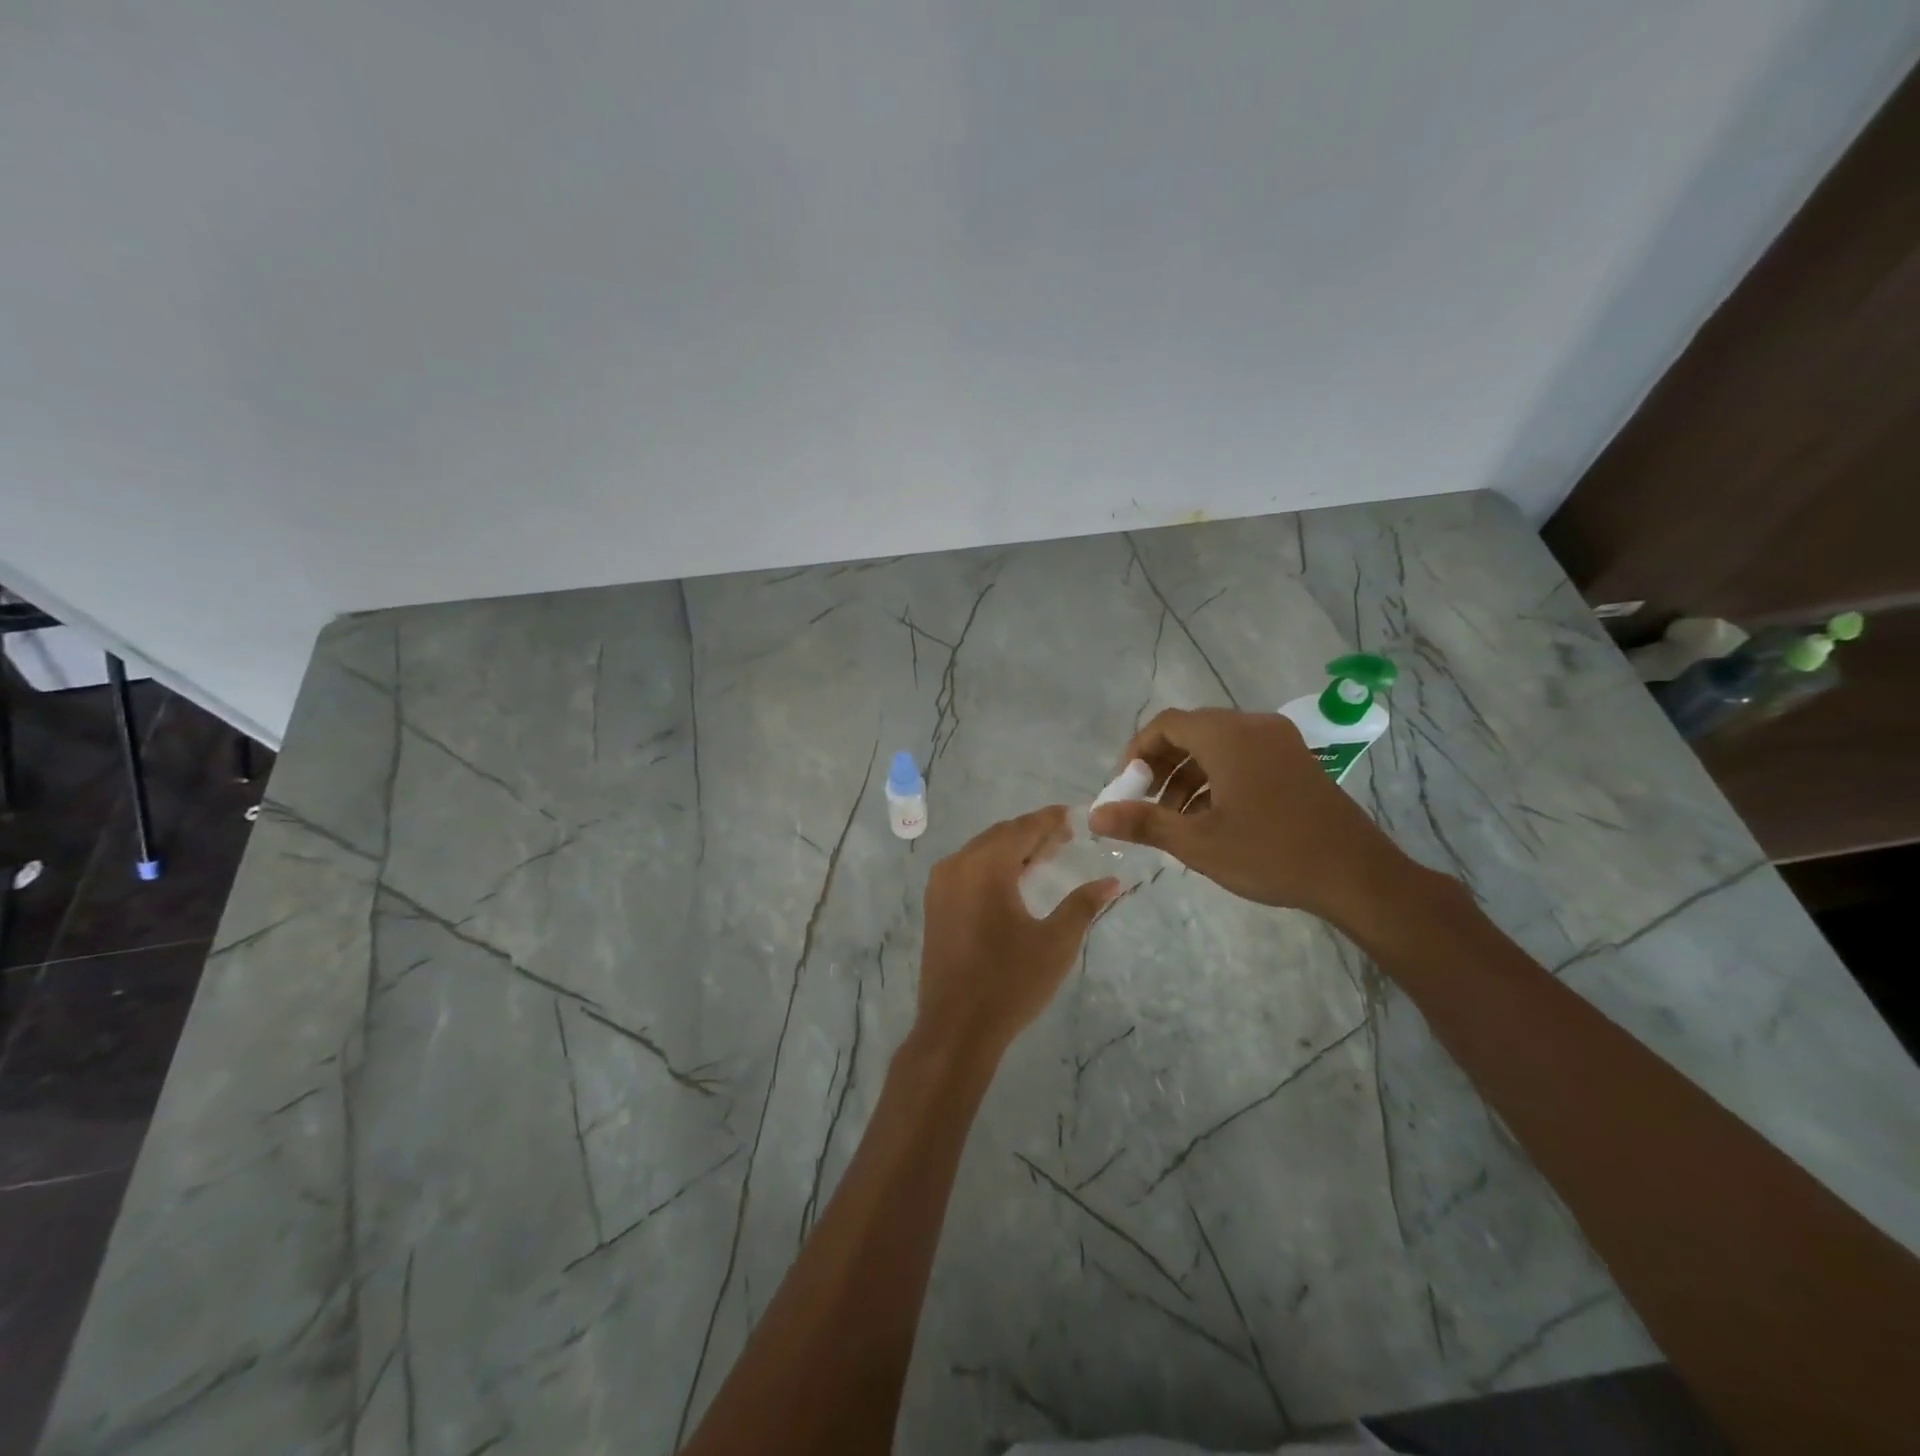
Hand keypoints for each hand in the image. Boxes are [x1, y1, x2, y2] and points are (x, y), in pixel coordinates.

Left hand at [918, 807, 1119, 1057]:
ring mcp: (940, 885)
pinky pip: (967, 869)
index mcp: (985, 866)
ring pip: (981, 851)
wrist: (956, 1028)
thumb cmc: (1010, 982)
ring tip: (1044, 858)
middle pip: (1000, 835)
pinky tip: (1014, 882)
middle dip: (1032, 833)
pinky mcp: (935, 905)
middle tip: (1065, 839)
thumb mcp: (1056, 943)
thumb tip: (1112, 881)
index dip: (1050, 820)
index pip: (1022, 828)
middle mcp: (957, 865)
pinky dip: (992, 866)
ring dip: (1012, 849)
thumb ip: (1083, 904)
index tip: (1075, 817)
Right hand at [1087, 707, 1418, 926]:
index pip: (1166, 724)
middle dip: (1161, 765)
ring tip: (1174, 818)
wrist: (1357, 874)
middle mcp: (1254, 726)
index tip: (1124, 786)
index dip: (1137, 751)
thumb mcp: (1198, 842)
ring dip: (1188, 774)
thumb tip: (1093, 816)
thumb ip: (1143, 822)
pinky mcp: (1297, 761)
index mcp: (1228, 736)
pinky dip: (1217, 777)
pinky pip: (1243, 755)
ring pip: (1218, 745)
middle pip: (1192, 731)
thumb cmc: (1270, 853)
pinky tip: (1212, 817)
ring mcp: (1281, 742)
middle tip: (1145, 803)